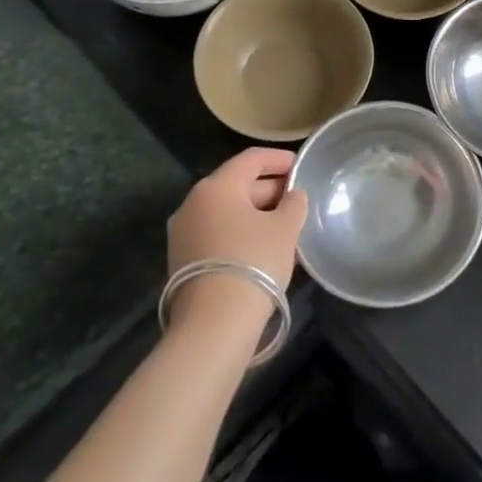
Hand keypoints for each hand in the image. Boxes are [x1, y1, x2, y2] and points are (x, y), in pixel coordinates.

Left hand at [165, 148, 308, 330]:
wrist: (214, 323)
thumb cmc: (254, 261)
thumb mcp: (285, 228)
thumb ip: (294, 204)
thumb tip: (293, 195)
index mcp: (217, 186)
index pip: (251, 159)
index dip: (278, 159)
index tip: (300, 165)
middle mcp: (193, 203)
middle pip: (237, 185)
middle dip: (269, 190)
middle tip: (297, 201)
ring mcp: (183, 233)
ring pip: (227, 213)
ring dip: (255, 215)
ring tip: (285, 227)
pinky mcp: (181, 261)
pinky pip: (217, 234)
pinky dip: (240, 234)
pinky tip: (263, 249)